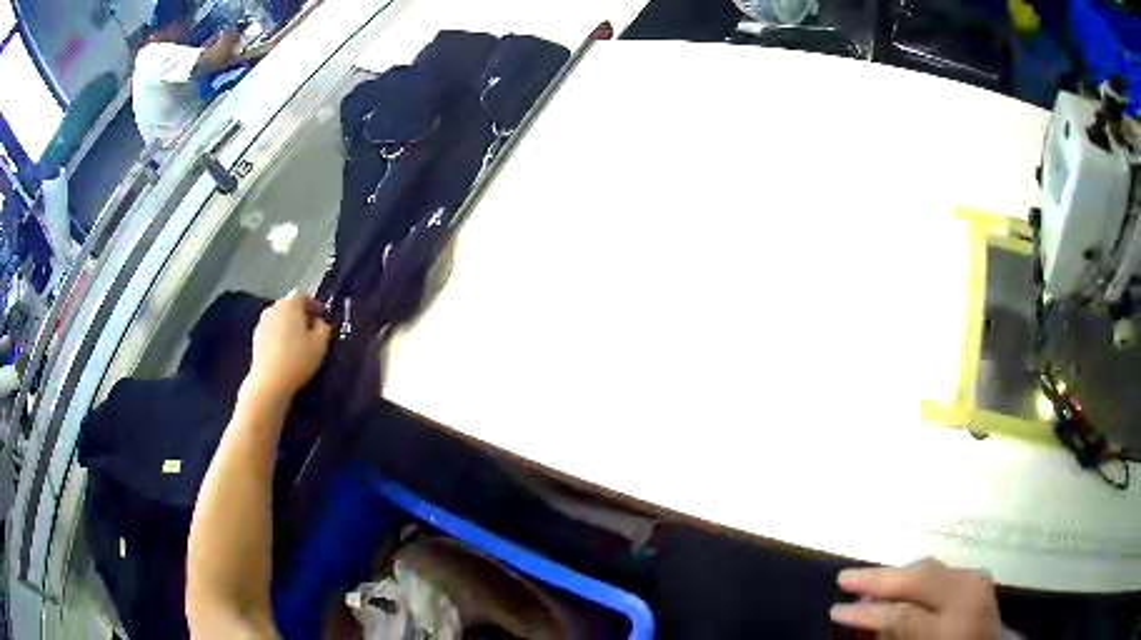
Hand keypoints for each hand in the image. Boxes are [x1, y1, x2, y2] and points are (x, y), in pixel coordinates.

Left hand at [248, 291, 330, 400]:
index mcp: (290, 304)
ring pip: (279, 318)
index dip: (313, 304)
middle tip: (311, 329)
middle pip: (289, 305)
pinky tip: (284, 351)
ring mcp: (262, 323)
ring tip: (297, 342)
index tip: (321, 316)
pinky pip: (271, 330)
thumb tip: (320, 322)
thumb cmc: (297, 359)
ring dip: (288, 325)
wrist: (269, 382)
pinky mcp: (255, 338)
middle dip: (300, 314)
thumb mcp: (320, 344)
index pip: (302, 295)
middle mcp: (274, 308)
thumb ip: (324, 328)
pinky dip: (279, 335)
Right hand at [831, 558, 998, 638]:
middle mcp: (970, 580)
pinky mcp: (976, 586)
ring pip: (931, 570)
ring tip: (870, 591)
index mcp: (961, 596)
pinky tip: (901, 594)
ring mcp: (975, 581)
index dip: (870, 604)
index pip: (908, 596)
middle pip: (921, 573)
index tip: (835, 608)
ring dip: (898, 579)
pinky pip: (942, 576)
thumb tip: (864, 608)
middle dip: (883, 579)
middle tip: (849, 582)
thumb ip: (900, 625)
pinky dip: (917, 583)